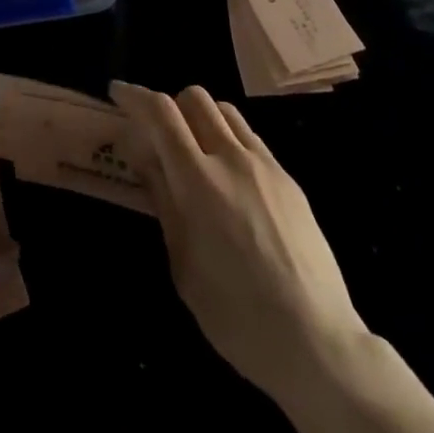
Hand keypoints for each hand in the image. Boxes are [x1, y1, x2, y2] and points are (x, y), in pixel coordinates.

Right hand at [112, 81, 366, 406]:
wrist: (315, 339)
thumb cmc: (235, 314)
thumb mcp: (183, 263)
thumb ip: (163, 200)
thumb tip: (145, 156)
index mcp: (198, 180)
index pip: (161, 113)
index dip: (135, 96)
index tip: (118, 92)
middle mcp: (231, 158)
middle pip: (195, 98)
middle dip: (169, 105)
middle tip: (157, 135)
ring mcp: (265, 165)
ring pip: (225, 111)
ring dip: (200, 117)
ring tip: (193, 151)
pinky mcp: (288, 178)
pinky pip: (250, 137)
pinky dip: (227, 139)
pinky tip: (227, 176)